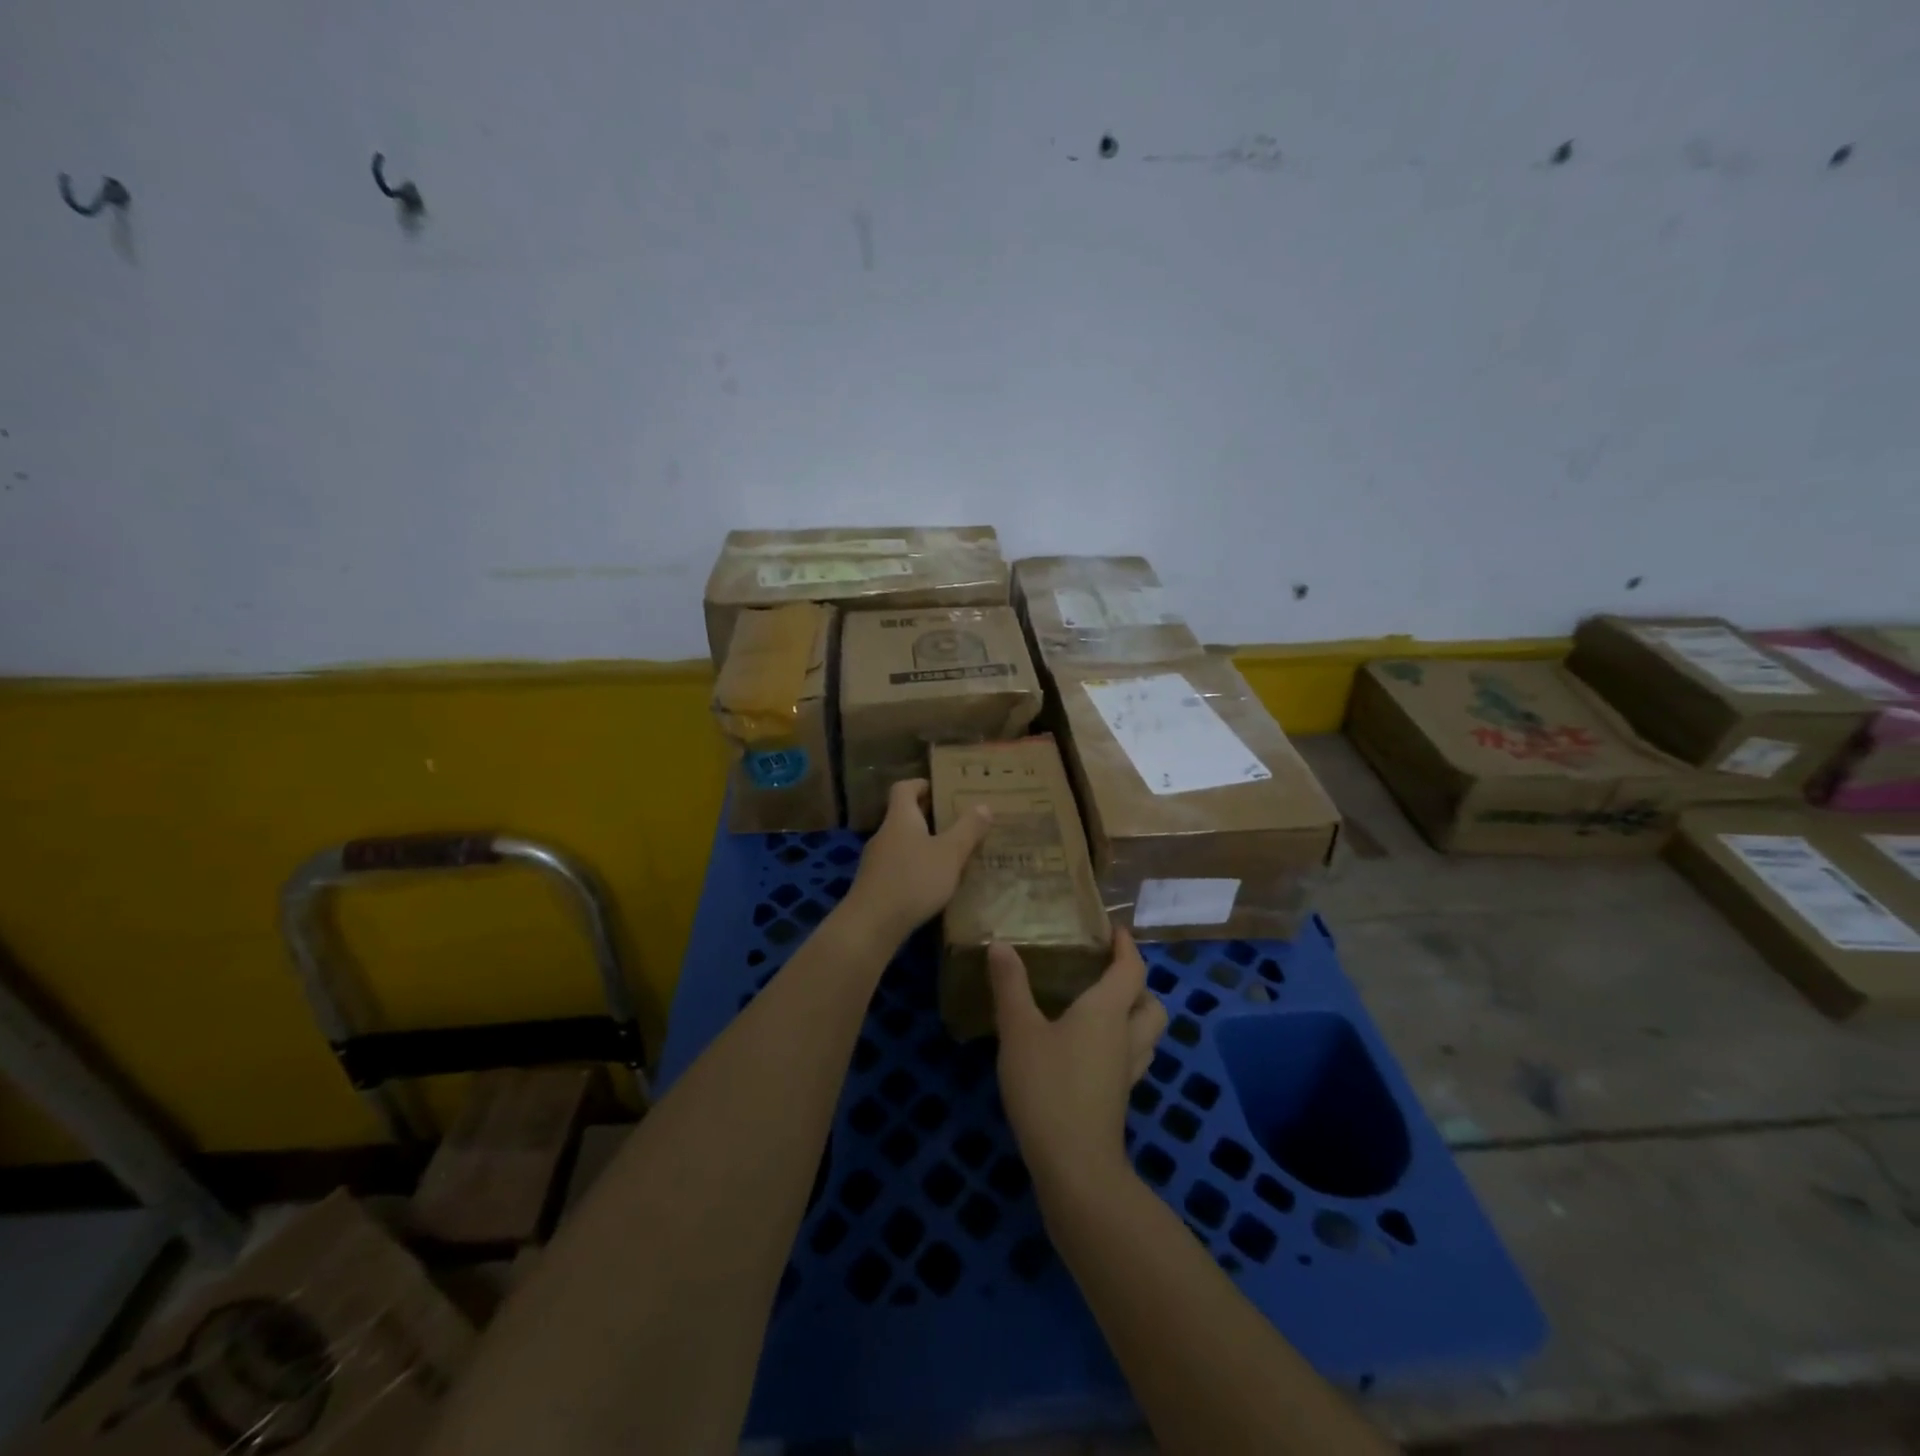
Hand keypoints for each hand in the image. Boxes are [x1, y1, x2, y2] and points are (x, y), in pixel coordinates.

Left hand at [840, 778, 991, 947]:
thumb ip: (968, 829)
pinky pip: (899, 865)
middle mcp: (885, 834)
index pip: (904, 787)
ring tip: (952, 853)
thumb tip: (983, 805)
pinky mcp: (876, 884)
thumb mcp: (950, 853)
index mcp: (900, 818)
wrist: (872, 924)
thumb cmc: (913, 880)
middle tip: (958, 821)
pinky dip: (916, 866)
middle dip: (930, 816)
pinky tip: (934, 883)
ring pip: (903, 842)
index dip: (922, 784)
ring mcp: (877, 860)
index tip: (943, 789)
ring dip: (924, 844)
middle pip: (905, 815)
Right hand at [988, 928, 1168, 1200]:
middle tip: (1109, 975)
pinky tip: (1092, 1052)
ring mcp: (1126, 1072)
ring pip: (1148, 1036)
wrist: (1074, 1166)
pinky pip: (1132, 1059)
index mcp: (1107, 1011)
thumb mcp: (1019, 1031)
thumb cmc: (1047, 1087)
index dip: (1127, 947)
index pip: (1131, 970)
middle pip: (1152, 1004)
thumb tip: (1000, 944)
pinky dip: (1122, 1045)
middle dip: (1138, 986)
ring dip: (1135, 1017)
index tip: (1116, 930)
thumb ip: (1010, 986)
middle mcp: (1126, 1037)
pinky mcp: (1118, 1099)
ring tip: (1103, 1010)